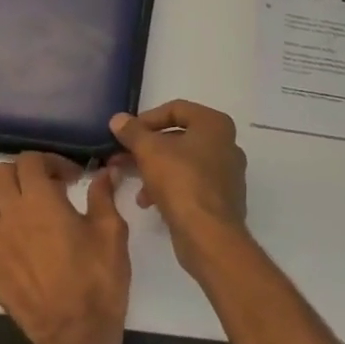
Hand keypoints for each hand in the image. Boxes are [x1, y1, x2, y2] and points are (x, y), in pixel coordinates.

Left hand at [0, 153, 129, 343]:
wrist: (77, 334)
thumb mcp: (112, 232)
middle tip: (48, 190)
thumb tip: (103, 173)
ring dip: (3, 201)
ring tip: (27, 216)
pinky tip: (8, 246)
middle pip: (0, 174)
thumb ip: (103, 196)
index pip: (30, 160)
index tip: (72, 178)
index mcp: (41, 200)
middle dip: (24, 174)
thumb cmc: (98, 279)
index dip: (51, 161)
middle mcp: (11, 215)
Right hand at [109, 102, 248, 276]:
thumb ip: (132, 132)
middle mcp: (226, 144)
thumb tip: (118, 119)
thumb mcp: (149, 151)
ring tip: (133, 183)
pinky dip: (169, 187)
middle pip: (178, 137)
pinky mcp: (222, 199)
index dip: (147, 118)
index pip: (176, 109)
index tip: (126, 133)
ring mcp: (227, 173)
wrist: (209, 234)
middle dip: (147, 148)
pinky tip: (149, 202)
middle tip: (122, 157)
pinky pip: (190, 184)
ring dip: (154, 169)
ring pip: (182, 162)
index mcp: (214, 125)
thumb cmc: (181, 181)